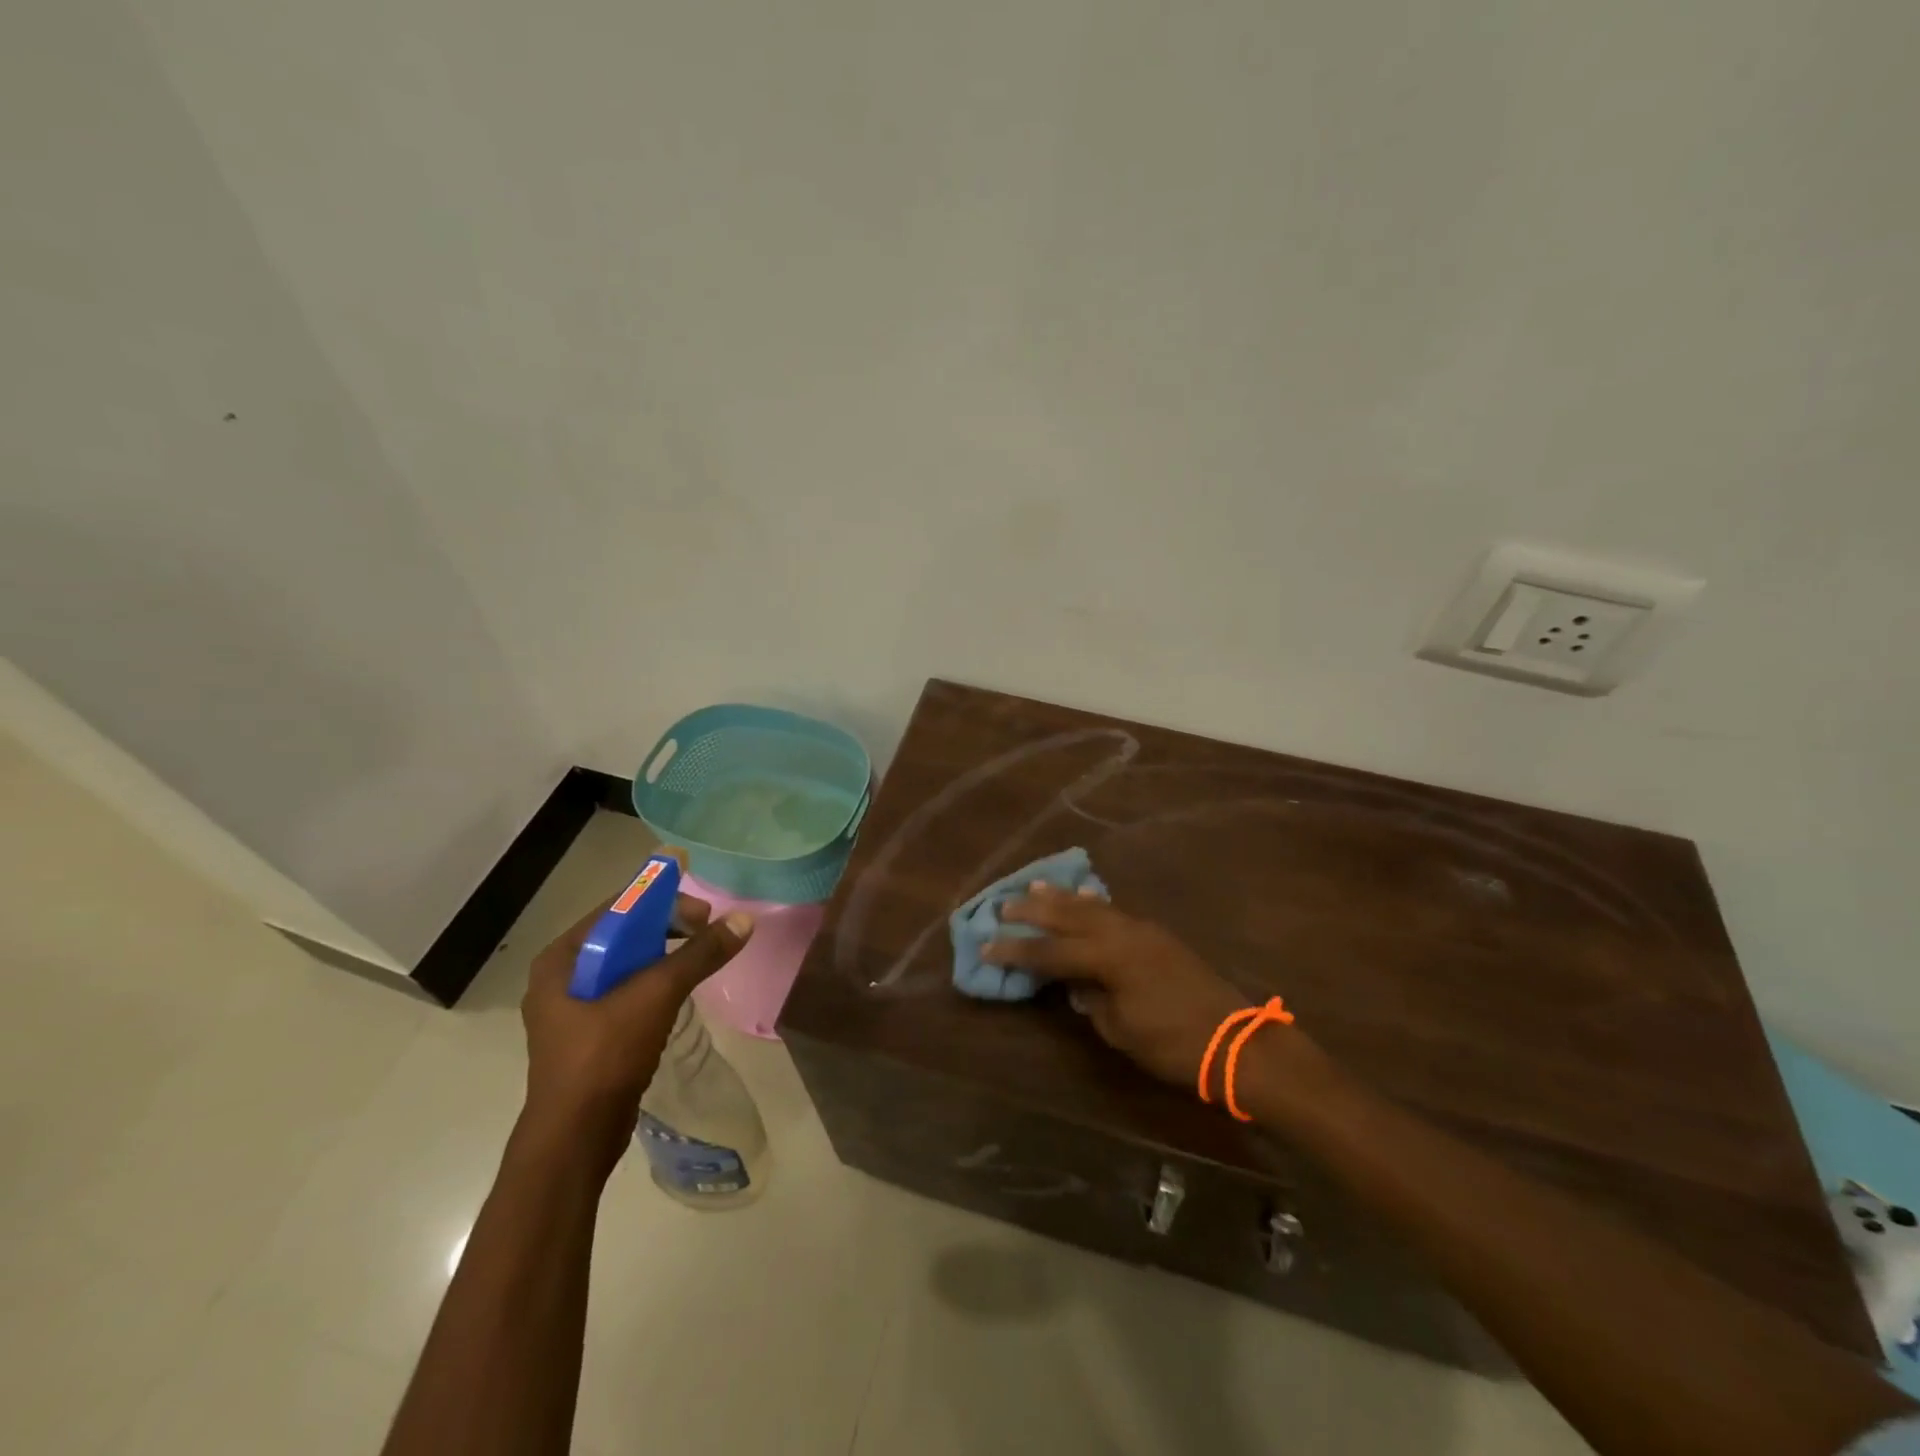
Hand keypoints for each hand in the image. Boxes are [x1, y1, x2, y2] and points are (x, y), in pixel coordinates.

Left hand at [520, 851, 752, 1169]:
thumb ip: (699, 954)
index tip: (703, 912)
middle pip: (623, 935)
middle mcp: (560, 978)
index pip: (617, 908)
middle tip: (707, 933)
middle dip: (667, 928)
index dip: (662, 901)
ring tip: (699, 959)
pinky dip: (654, 984)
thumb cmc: (605, 1055)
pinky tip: (679, 993)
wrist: (575, 1139)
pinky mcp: (588, 1036)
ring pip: (626, 966)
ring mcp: (571, 1009)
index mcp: (561, 959)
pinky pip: (626, 993)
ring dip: (664, 956)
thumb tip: (744, 920)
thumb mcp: (656, 995)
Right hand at [983, 885, 1248, 1088]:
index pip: (1051, 951)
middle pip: (1069, 917)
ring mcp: (1143, 930)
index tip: (987, 945)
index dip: (1017, 950)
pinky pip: (1114, 912)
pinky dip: (1090, 905)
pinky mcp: (1157, 935)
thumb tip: (1075, 985)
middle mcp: (1123, 934)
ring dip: (1062, 899)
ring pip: (1093, 907)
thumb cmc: (1174, 1044)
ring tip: (1035, 887)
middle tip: (1004, 905)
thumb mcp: (1122, 1030)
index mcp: (1109, 958)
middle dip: (1034, 912)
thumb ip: (1092, 1002)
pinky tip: (1082, 900)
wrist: (1236, 1041)